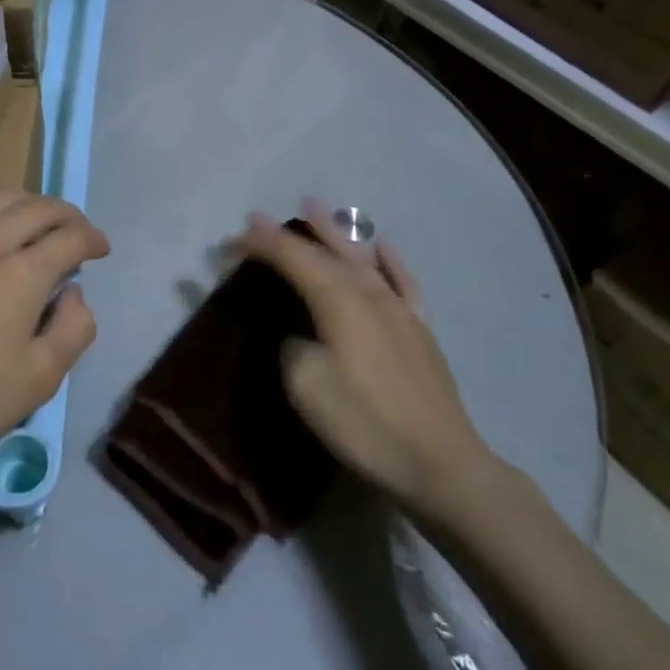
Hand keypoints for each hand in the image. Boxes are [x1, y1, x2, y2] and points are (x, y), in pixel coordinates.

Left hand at [0, 194, 109, 479]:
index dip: (92, 238)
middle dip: (66, 215)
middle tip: (76, 232)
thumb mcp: (39, 380)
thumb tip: (74, 292)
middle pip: (36, 208)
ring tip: (35, 221)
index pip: (70, 237)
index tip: (100, 249)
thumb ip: (73, 329)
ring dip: (26, 204)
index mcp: (22, 273)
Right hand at [230, 199, 499, 525]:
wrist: (439, 462)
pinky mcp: (419, 328)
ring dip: (334, 231)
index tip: (230, 243)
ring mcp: (398, 307)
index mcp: (337, 300)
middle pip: (322, 252)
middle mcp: (368, 292)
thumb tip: (299, 333)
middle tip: (258, 218)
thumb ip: (292, 345)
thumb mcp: (306, 384)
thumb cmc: (364, 422)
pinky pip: (402, 280)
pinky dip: (388, 258)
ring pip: (360, 256)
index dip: (259, 246)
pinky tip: (380, 245)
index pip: (291, 258)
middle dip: (287, 234)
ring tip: (314, 206)